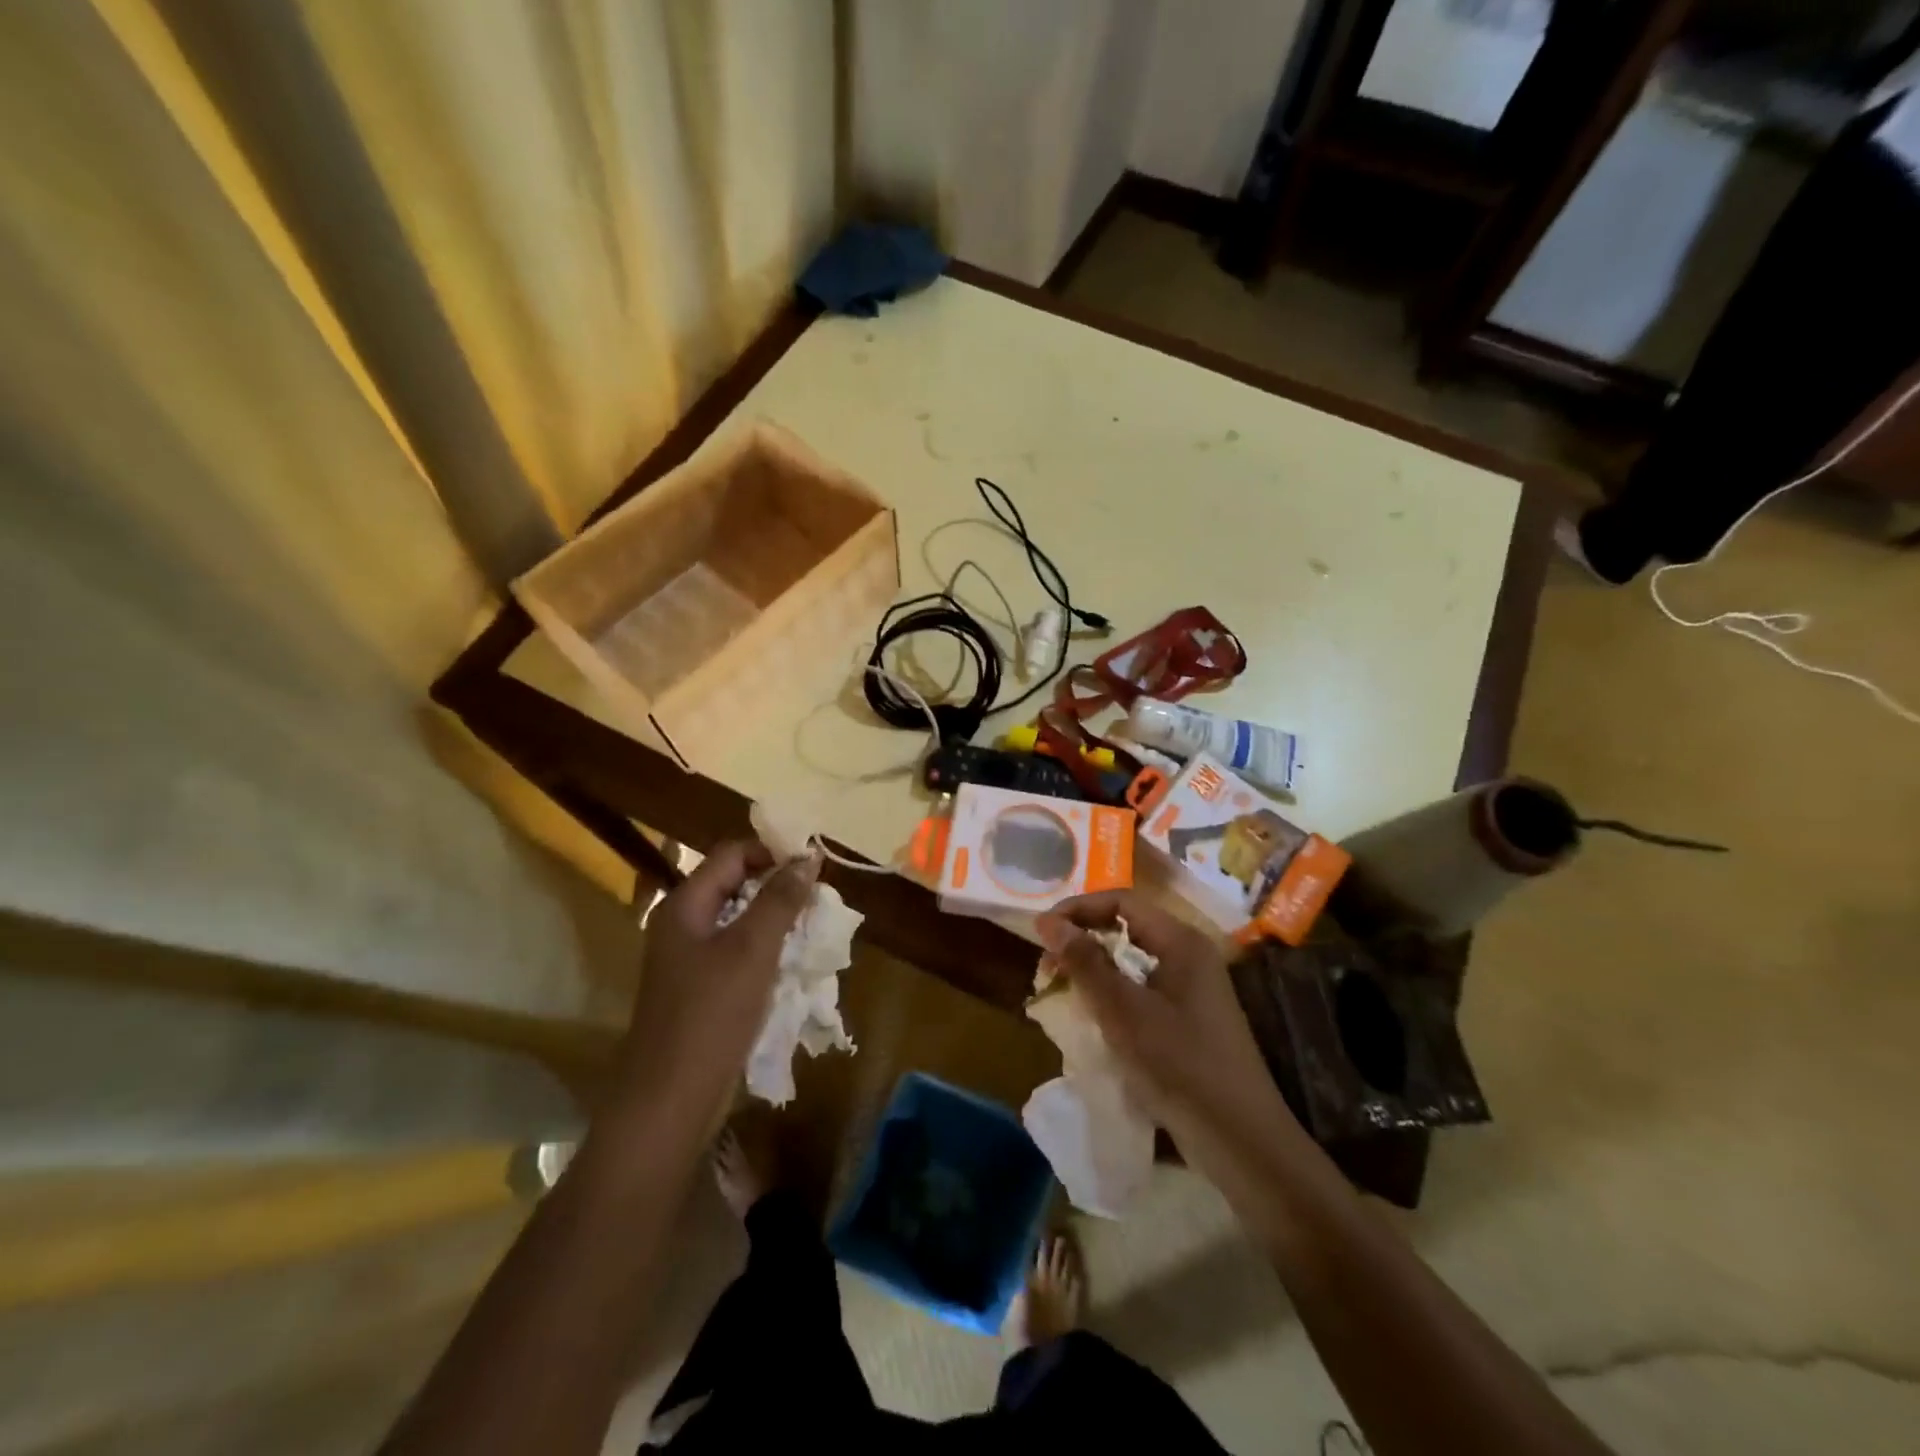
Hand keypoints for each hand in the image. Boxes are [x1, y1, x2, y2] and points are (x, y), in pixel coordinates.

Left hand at [613, 840, 819, 1122]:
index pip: (731, 854)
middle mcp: (682, 924)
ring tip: (812, 928)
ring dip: (775, 919)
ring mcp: (688, 959)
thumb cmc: (711, 1014)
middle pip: (734, 884)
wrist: (670, 1099)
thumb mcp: (753, 949)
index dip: (772, 852)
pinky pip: (736, 952)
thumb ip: (781, 899)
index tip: (814, 866)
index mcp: (685, 905)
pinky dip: (764, 949)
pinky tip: (791, 962)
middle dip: (777, 886)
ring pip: (738, 920)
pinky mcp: (699, 989)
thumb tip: (807, 857)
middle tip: (818, 898)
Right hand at [1036, 891, 1288, 1150]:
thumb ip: (1085, 963)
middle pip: (1127, 927)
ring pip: (1133, 960)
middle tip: (1048, 966)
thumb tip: (1048, 922)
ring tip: (1063, 989)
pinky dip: (1113, 992)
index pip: (1121, 901)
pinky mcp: (1190, 1018)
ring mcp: (1193, 988)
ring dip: (1095, 968)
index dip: (1078, 909)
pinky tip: (1094, 1016)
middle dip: (1083, 939)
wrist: (1241, 1140)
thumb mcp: (1123, 1011)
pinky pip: (1143, 987)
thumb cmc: (1179, 1065)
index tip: (1041, 932)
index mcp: (1181, 942)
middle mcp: (1190, 955)